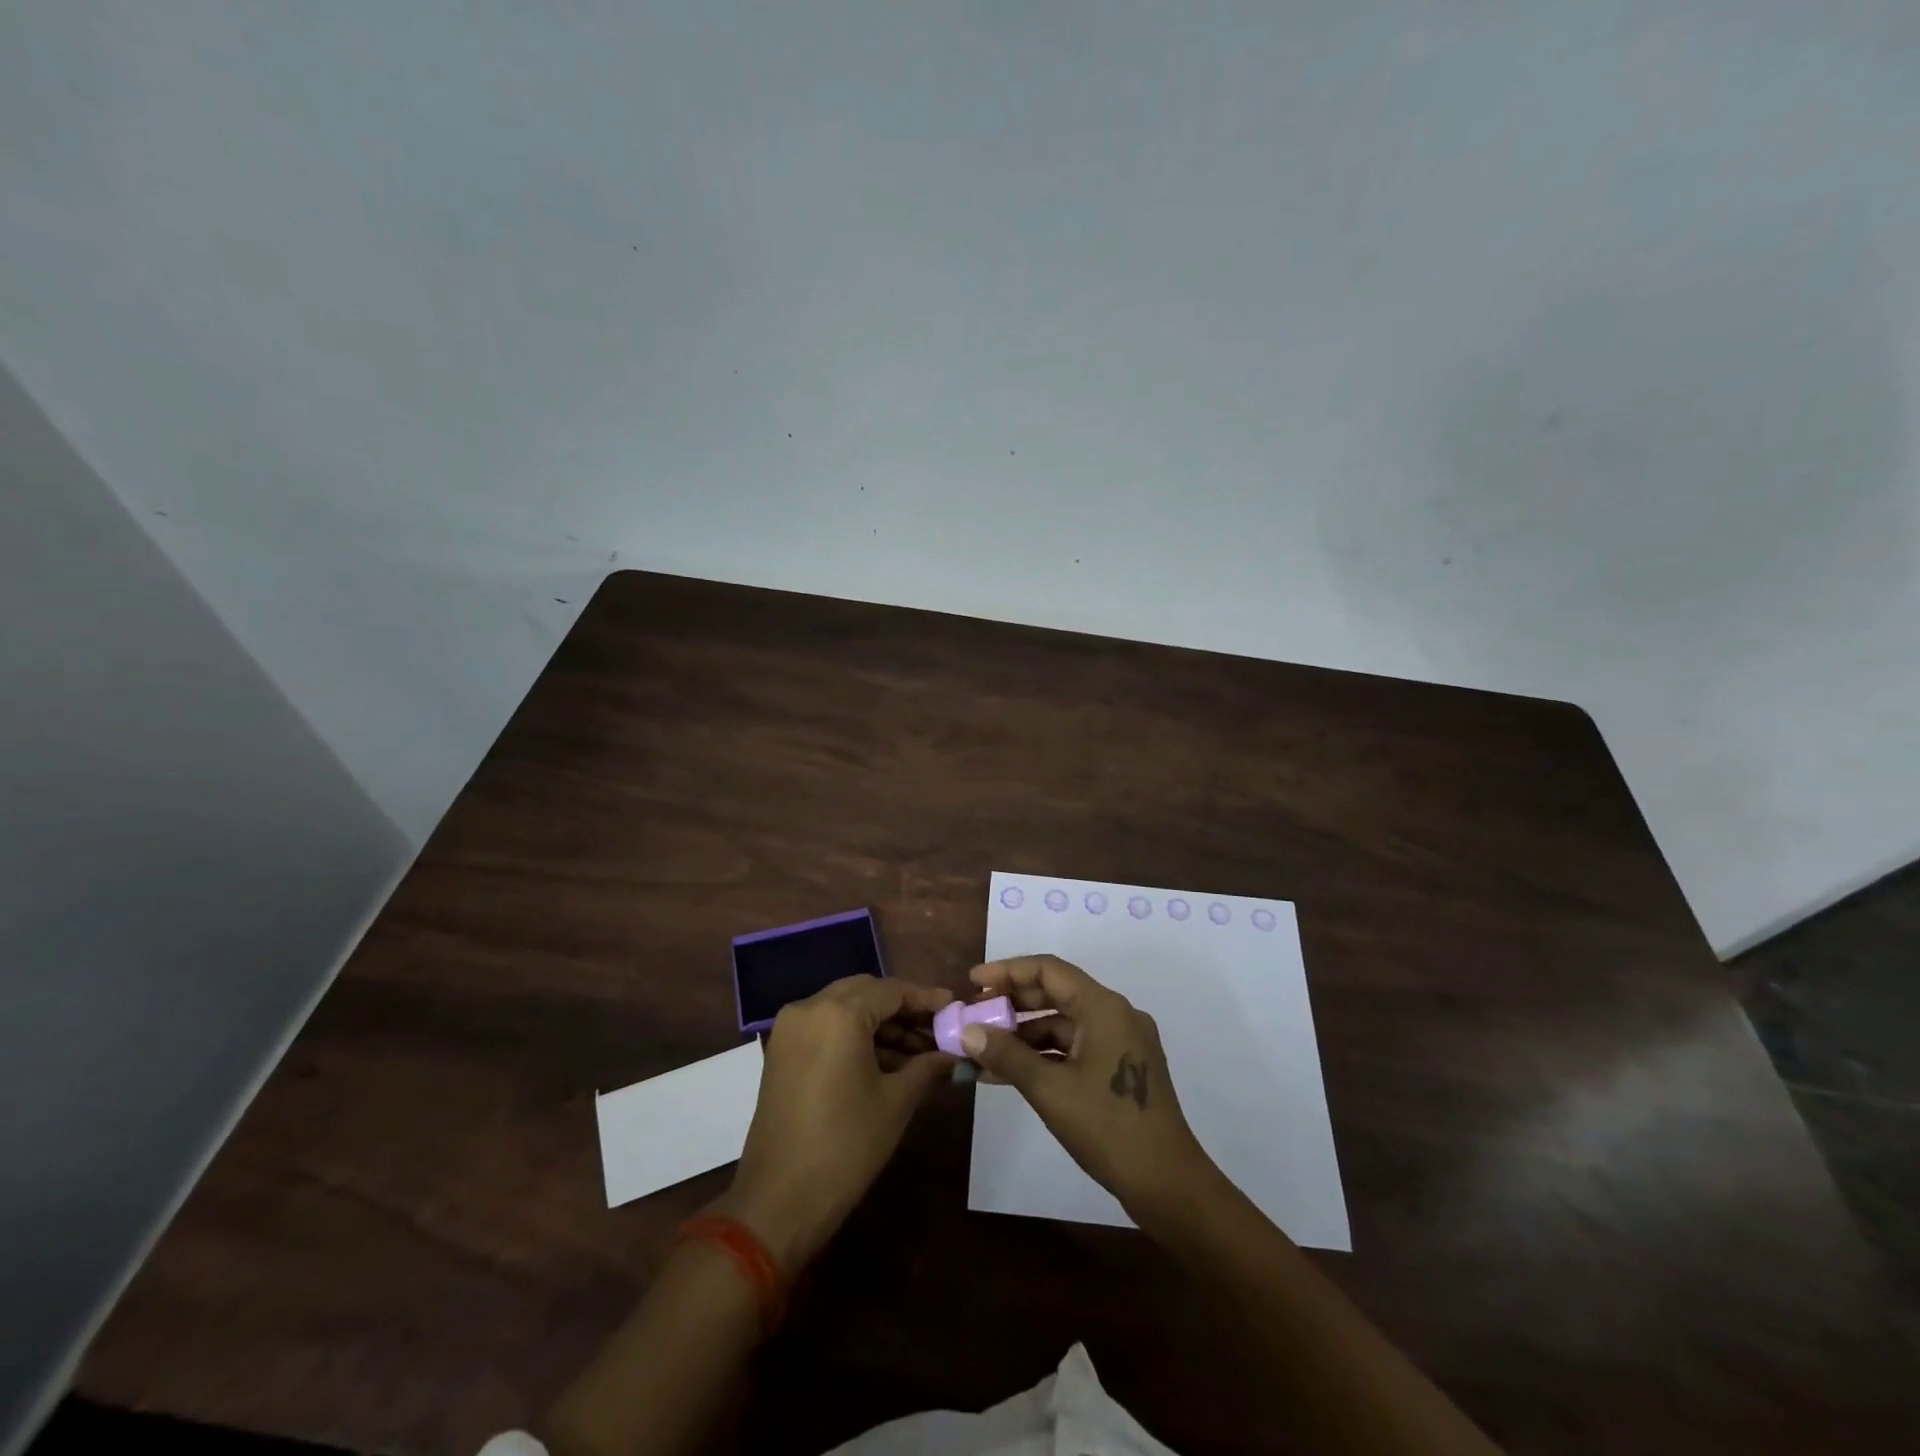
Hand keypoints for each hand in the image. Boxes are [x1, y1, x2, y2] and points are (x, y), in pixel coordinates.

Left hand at [712, 976, 954, 1273]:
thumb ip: (927, 1066)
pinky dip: (855, 1036)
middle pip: (866, 993)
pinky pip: (827, 1027)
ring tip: (919, 1051)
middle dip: (903, 1008)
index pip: (891, 990)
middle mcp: (809, 1008)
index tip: (954, 1006)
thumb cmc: (845, 1146)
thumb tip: (954, 1054)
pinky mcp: (782, 1051)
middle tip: (937, 1028)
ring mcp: (790, 1029)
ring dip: (880, 1024)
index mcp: (839, 1013)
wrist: (779, 1201)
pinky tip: (887, 1061)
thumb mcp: (896, 1102)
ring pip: (846, 1008)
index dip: (925, 998)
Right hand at [963, 955, 1218, 1221]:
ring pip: (1063, 1024)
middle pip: (1056, 993)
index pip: (1048, 970)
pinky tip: (1008, 1073)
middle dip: (1012, 1003)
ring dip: (1023, 1035)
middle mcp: (1115, 1015)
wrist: (1168, 1185)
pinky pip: (1073, 1047)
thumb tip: (967, 1032)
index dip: (1007, 972)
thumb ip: (1007, 1055)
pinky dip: (1042, 1056)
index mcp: (1104, 1007)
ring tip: (982, 1050)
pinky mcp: (1119, 1068)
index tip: (973, 983)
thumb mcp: (1050, 1090)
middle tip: (973, 1014)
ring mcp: (1120, 1042)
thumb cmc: (1108, 1128)